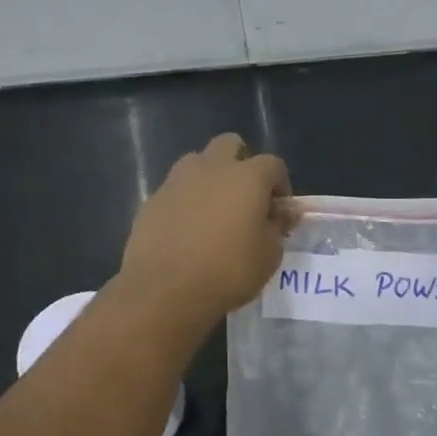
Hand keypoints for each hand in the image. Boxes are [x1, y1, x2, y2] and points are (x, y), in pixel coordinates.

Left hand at [117, 133, 291, 333]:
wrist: (164, 290)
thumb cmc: (228, 272)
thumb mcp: (268, 256)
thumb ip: (278, 227)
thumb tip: (284, 212)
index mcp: (247, 177)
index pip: (273, 164)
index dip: (281, 184)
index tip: (278, 210)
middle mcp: (211, 168)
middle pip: (230, 145)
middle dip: (242, 163)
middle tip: (246, 198)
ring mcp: (177, 181)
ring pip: (198, 162)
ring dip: (210, 178)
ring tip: (214, 211)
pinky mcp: (152, 200)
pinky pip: (175, 189)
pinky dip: (186, 201)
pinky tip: (188, 231)